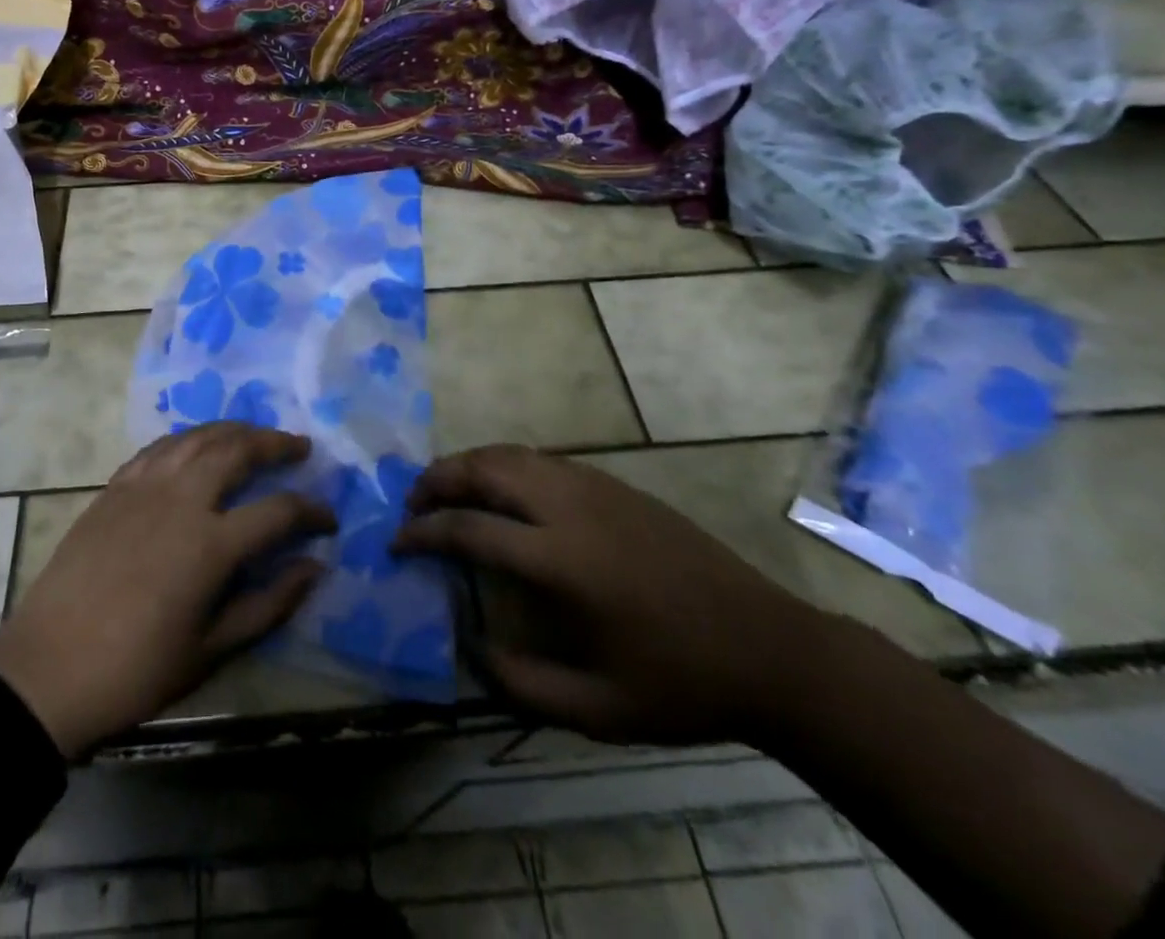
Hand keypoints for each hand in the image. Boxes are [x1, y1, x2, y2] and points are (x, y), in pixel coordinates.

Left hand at [0, 422, 334, 758]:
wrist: (47, 670)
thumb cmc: (136, 670)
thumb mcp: (212, 651)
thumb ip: (269, 604)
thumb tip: (314, 567)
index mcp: (211, 544)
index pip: (278, 511)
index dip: (311, 511)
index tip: (328, 521)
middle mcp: (182, 500)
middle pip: (238, 450)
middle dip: (276, 444)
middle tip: (299, 448)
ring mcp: (144, 487)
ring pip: (198, 437)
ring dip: (234, 430)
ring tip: (256, 435)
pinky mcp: (115, 488)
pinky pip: (160, 447)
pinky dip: (189, 439)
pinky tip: (198, 445)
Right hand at [394, 445, 831, 744]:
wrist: (769, 647)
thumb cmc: (680, 684)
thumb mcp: (598, 711)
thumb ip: (521, 684)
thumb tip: (469, 648)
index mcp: (561, 560)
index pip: (469, 528)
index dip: (422, 532)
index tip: (396, 542)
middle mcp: (570, 507)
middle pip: (484, 468)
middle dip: (437, 479)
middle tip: (412, 504)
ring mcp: (594, 486)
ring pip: (511, 453)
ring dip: (468, 464)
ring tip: (446, 490)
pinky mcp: (614, 483)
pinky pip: (541, 458)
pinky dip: (504, 464)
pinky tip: (501, 492)